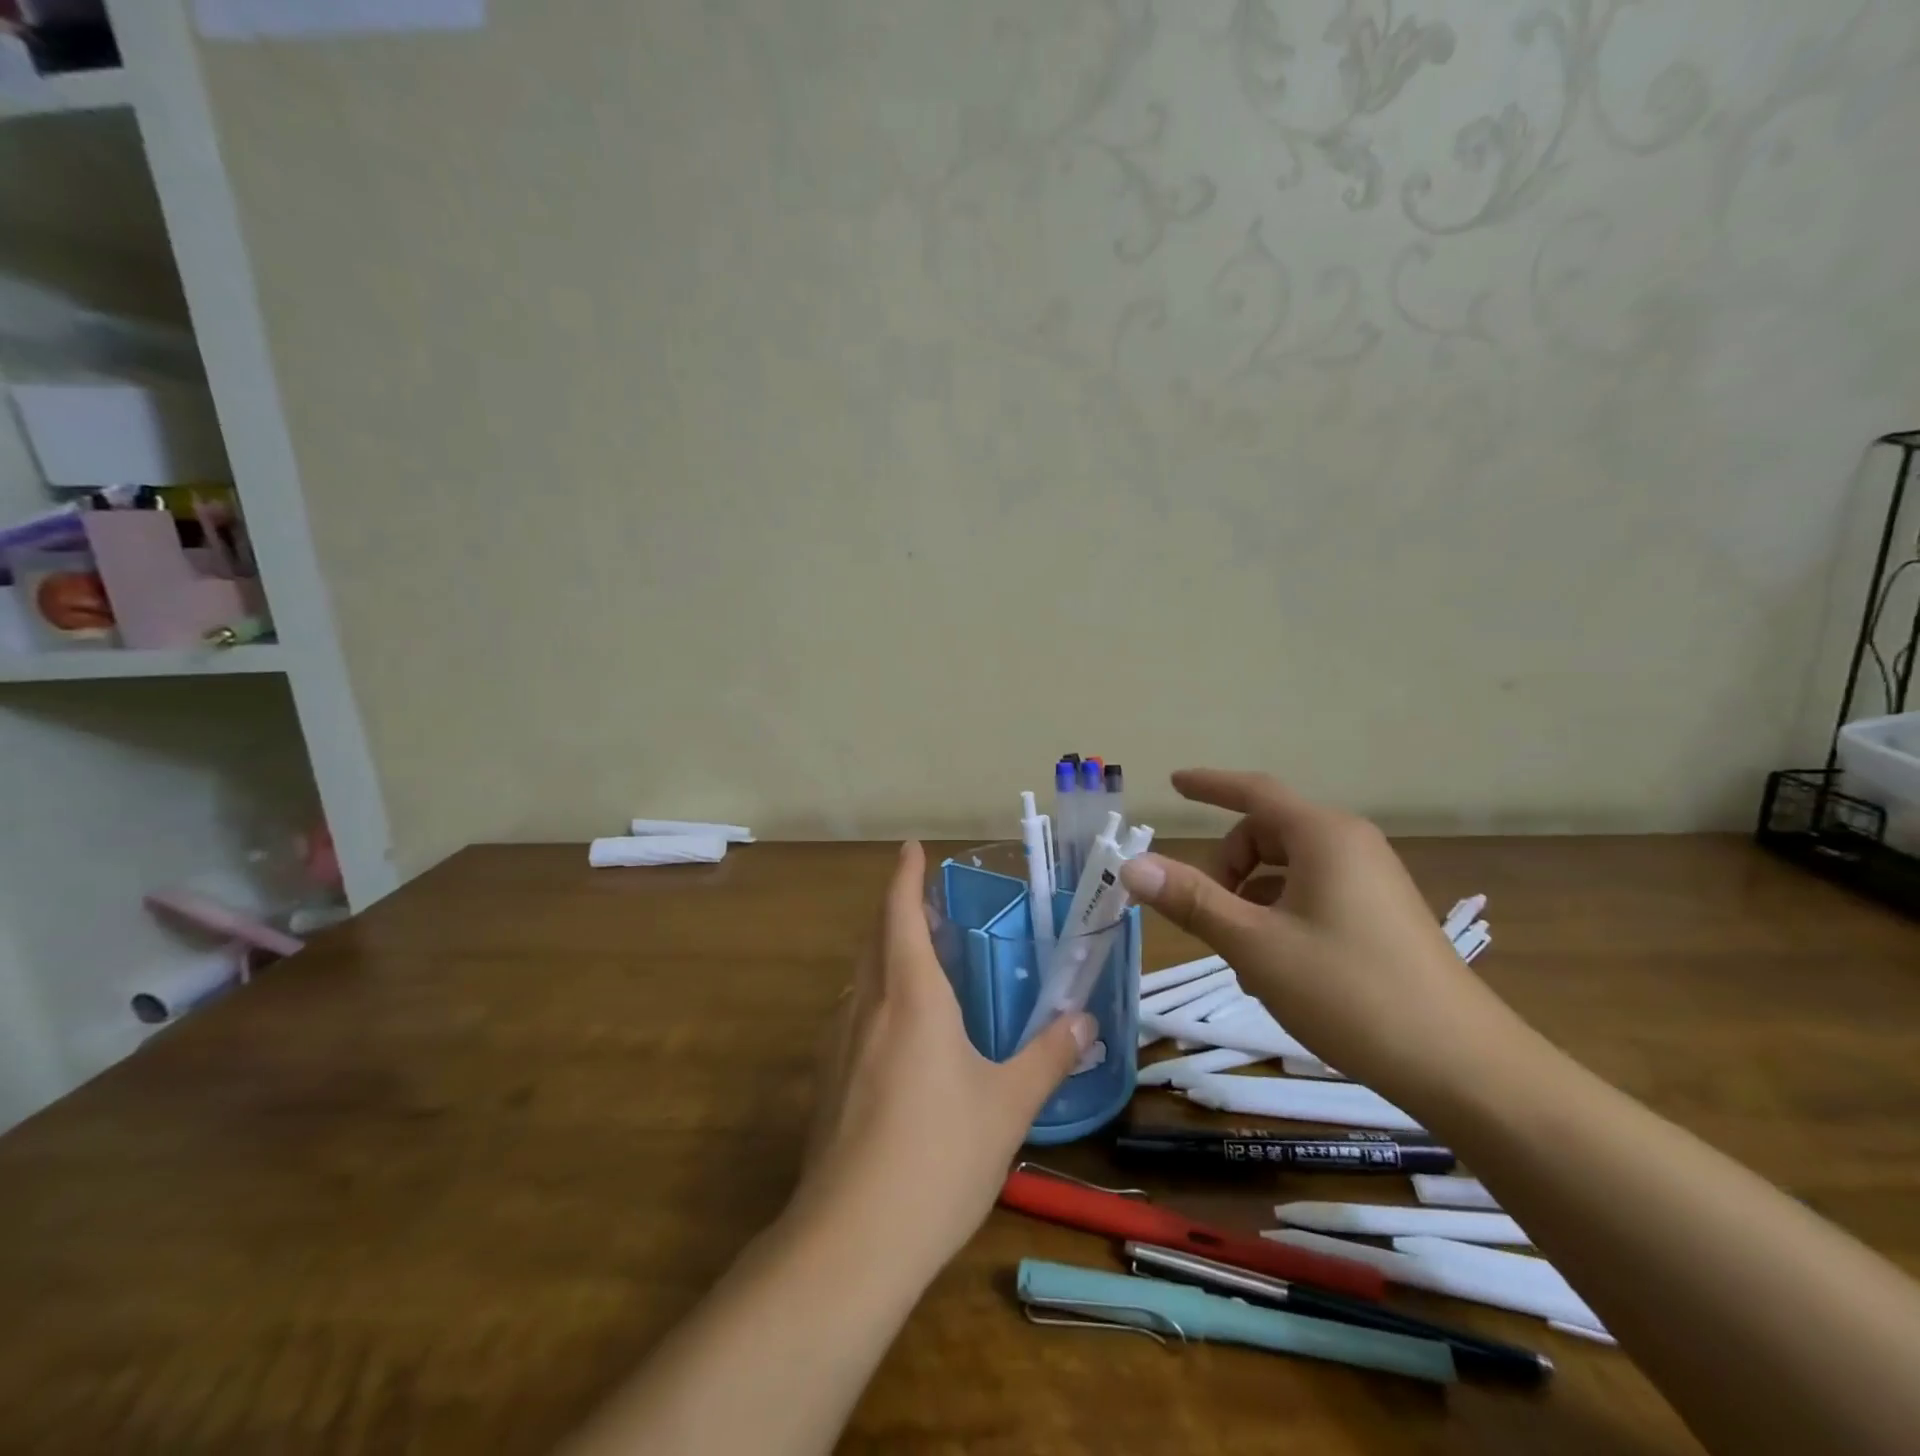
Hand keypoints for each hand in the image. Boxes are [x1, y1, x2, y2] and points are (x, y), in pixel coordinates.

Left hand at [791, 841, 1094, 1274]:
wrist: (852, 1239)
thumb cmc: (939, 1154)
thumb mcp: (1008, 1105)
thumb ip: (1048, 1057)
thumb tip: (1083, 1023)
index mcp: (910, 995)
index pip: (900, 912)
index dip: (906, 876)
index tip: (911, 848)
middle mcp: (867, 1006)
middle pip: (876, 938)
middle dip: (898, 912)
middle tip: (932, 908)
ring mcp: (838, 1045)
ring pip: (861, 979)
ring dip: (885, 956)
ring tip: (921, 967)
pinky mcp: (826, 1082)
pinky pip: (853, 1018)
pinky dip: (876, 1000)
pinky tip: (899, 1039)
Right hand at [1118, 769, 1523, 1106]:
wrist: (1464, 1068)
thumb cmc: (1350, 993)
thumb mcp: (1255, 945)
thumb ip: (1192, 900)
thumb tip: (1132, 865)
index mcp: (1323, 836)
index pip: (1254, 792)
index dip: (1210, 785)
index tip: (1174, 783)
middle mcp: (1351, 846)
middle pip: (1267, 833)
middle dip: (1227, 866)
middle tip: (1206, 915)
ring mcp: (1372, 882)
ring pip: (1288, 869)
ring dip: (1251, 898)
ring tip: (1241, 954)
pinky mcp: (1382, 916)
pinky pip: (1313, 894)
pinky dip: (1280, 914)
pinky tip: (1275, 967)